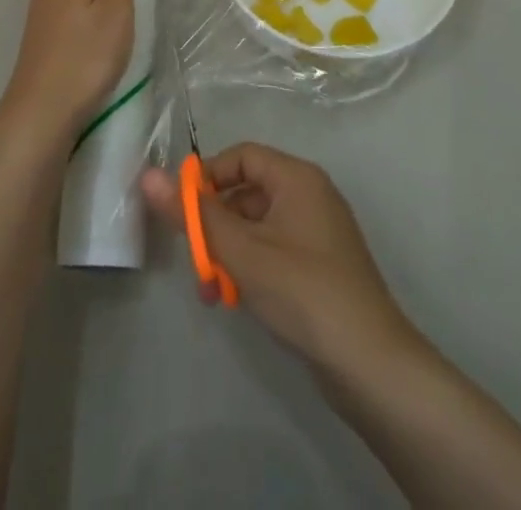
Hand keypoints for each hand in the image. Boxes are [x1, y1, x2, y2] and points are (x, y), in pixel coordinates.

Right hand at [140, 143, 415, 372]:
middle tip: (194, 261)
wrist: (371, 365)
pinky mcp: (320, 265)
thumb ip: (195, 216)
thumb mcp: (242, 252)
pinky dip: (250, 266)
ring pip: (257, 225)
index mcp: (297, 177)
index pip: (241, 156)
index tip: (181, 212)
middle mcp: (309, 194)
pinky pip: (274, 249)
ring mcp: (317, 231)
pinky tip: (235, 299)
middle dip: (215, 224)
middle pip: (247, 191)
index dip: (207, 177)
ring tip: (211, 290)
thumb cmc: (303, 292)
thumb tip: (148, 175)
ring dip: (229, 251)